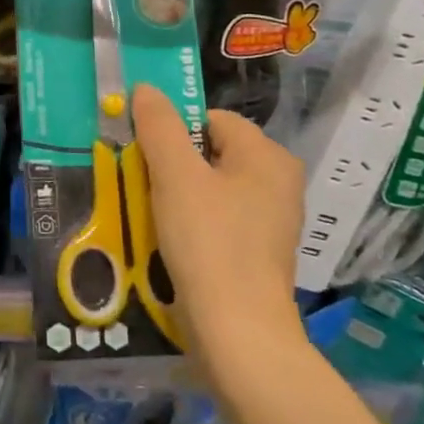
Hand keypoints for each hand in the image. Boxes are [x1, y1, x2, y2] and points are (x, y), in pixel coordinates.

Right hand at [132, 84, 306, 360]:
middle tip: (145, 185)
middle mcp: (278, 182)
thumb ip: (159, 126)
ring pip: (211, 188)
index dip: (174, 131)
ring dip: (177, 195)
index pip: (210, 119)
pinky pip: (218, 219)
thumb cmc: (209, 242)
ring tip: (153, 215)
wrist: (238, 334)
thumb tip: (146, 89)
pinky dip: (193, 223)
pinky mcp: (258, 253)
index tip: (146, 157)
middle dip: (172, 165)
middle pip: (210, 152)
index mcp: (267, 156)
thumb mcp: (175, 175)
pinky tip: (172, 242)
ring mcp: (272, 221)